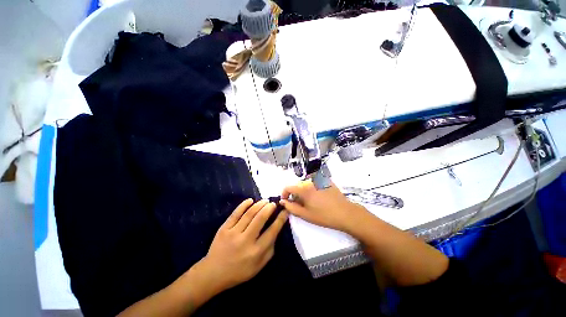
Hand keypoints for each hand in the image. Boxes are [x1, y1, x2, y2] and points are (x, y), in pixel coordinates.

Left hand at [198, 199, 288, 292]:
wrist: (213, 273)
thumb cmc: (239, 271)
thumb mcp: (259, 266)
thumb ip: (270, 249)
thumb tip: (276, 231)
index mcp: (256, 251)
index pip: (272, 231)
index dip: (280, 219)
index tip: (285, 211)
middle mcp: (246, 241)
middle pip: (260, 219)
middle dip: (269, 208)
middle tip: (274, 203)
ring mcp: (233, 233)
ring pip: (249, 214)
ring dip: (259, 204)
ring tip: (265, 200)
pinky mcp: (224, 229)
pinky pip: (235, 214)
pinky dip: (243, 205)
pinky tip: (250, 200)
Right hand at [280, 180, 365, 231]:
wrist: (345, 213)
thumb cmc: (324, 216)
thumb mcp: (305, 214)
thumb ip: (291, 207)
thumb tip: (282, 201)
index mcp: (304, 189)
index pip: (288, 187)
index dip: (284, 194)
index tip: (286, 201)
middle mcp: (310, 181)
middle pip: (297, 185)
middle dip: (295, 194)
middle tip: (300, 204)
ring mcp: (319, 179)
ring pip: (305, 184)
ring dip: (303, 191)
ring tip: (310, 201)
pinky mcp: (326, 180)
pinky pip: (314, 182)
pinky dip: (312, 188)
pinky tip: (319, 196)